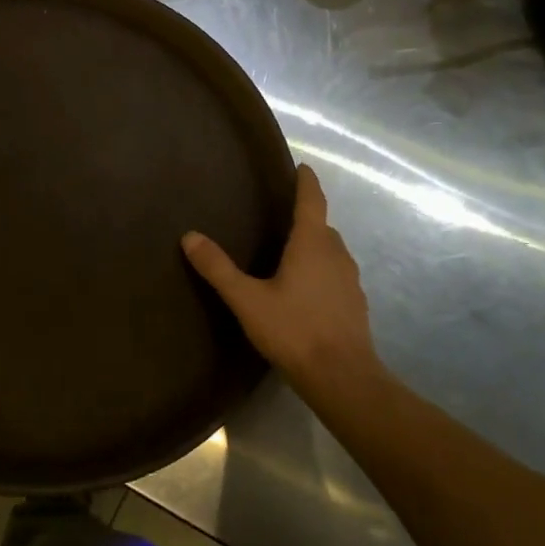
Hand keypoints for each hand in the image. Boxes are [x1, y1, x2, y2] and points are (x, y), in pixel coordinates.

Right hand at [182, 164, 383, 396]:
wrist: (342, 378)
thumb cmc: (294, 330)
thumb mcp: (247, 299)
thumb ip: (218, 268)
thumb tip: (189, 236)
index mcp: (312, 245)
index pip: (312, 202)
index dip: (306, 182)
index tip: (303, 167)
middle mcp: (336, 255)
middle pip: (323, 227)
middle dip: (307, 217)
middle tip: (282, 215)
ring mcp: (350, 281)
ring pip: (332, 252)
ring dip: (315, 246)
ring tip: (291, 252)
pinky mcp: (355, 305)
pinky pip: (337, 275)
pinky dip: (322, 271)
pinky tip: (305, 290)